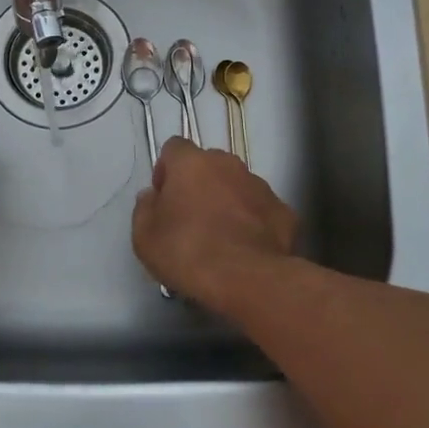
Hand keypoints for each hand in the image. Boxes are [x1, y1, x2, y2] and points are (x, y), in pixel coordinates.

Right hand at [131, 137, 298, 308]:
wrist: (249, 279)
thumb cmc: (189, 253)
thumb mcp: (145, 238)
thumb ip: (144, 209)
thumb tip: (152, 196)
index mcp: (192, 163)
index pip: (174, 148)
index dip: (166, 170)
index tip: (163, 198)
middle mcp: (228, 164)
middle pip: (208, 165)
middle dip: (199, 185)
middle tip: (190, 220)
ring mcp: (260, 185)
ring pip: (237, 186)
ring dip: (227, 202)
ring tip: (221, 238)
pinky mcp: (284, 211)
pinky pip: (260, 210)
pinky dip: (253, 223)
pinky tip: (246, 250)